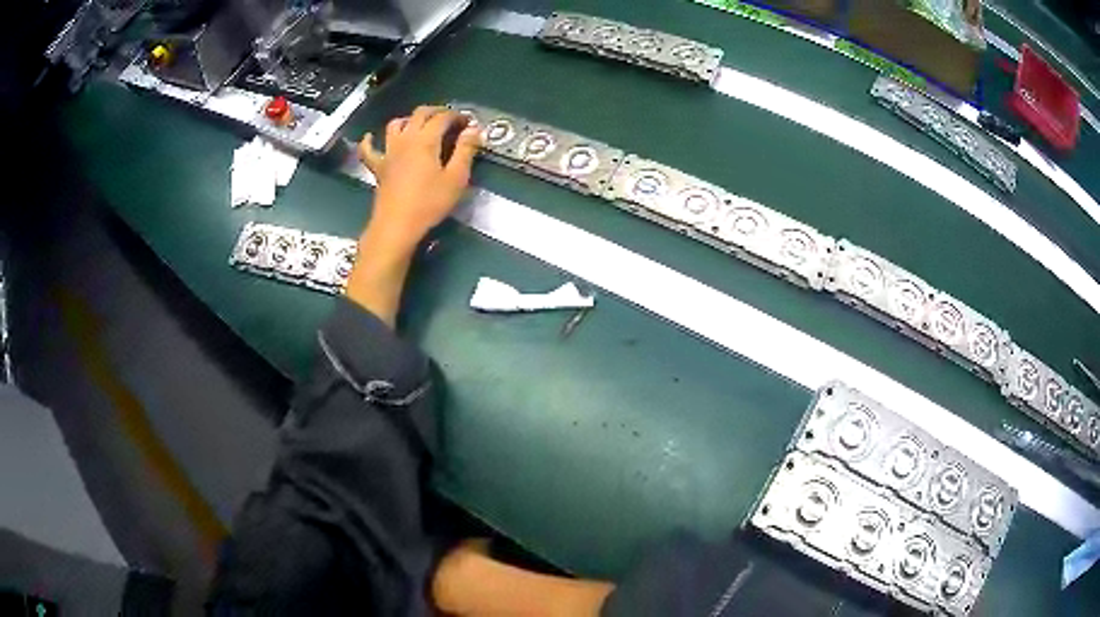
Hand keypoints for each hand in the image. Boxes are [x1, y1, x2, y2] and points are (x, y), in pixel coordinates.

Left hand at [358, 105, 480, 249]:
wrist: (397, 225)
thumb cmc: (429, 203)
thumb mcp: (456, 178)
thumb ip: (466, 150)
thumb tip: (473, 129)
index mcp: (426, 140)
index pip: (442, 117)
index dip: (457, 116)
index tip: (468, 122)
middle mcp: (405, 139)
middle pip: (420, 114)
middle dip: (436, 112)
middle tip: (450, 119)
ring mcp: (388, 152)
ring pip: (396, 124)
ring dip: (409, 119)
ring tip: (420, 125)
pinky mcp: (378, 167)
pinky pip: (368, 150)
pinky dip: (368, 141)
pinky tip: (370, 137)